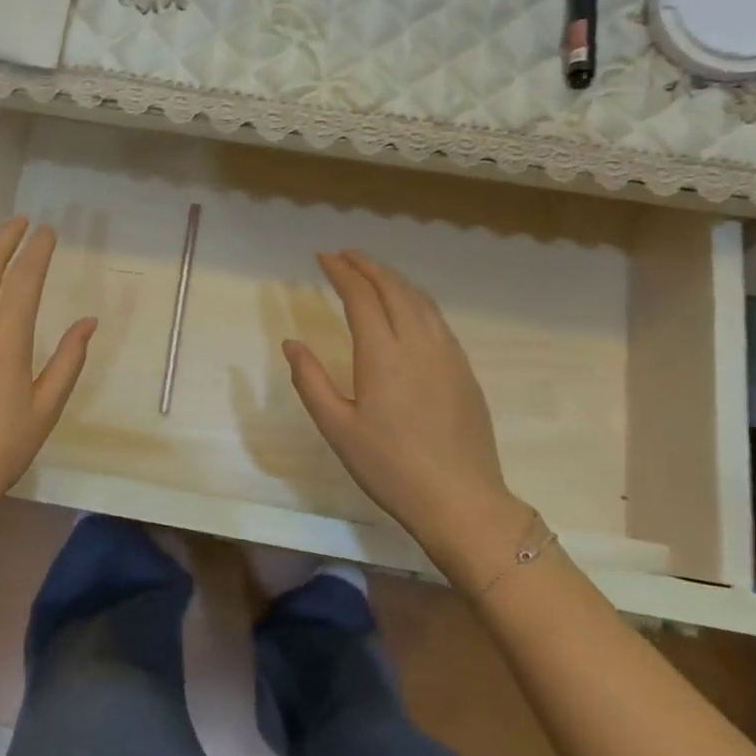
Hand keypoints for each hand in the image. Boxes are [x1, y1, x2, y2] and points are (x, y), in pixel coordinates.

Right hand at [284, 250, 523, 554]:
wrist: (460, 499)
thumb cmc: (390, 467)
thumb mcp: (337, 429)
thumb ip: (310, 381)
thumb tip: (292, 344)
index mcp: (382, 354)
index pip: (361, 296)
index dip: (341, 272)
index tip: (323, 257)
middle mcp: (417, 342)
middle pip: (393, 287)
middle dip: (367, 266)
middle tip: (345, 256)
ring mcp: (447, 353)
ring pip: (419, 299)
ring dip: (393, 278)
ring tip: (372, 273)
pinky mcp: (463, 368)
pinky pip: (436, 317)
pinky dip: (415, 298)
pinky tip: (407, 306)